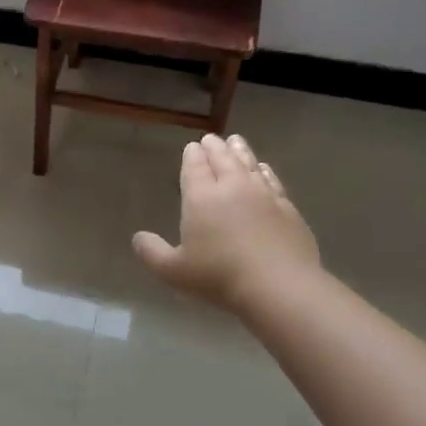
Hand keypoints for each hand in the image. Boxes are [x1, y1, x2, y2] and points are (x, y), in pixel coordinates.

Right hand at [132, 133, 319, 312]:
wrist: (279, 286)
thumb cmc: (219, 277)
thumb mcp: (174, 271)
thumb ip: (152, 253)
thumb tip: (138, 237)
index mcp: (201, 197)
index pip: (195, 167)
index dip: (192, 155)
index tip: (191, 147)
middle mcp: (232, 187)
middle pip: (222, 159)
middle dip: (214, 147)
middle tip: (211, 139)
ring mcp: (263, 195)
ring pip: (249, 164)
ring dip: (240, 151)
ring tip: (235, 141)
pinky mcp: (287, 207)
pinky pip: (273, 180)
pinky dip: (265, 171)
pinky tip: (264, 169)